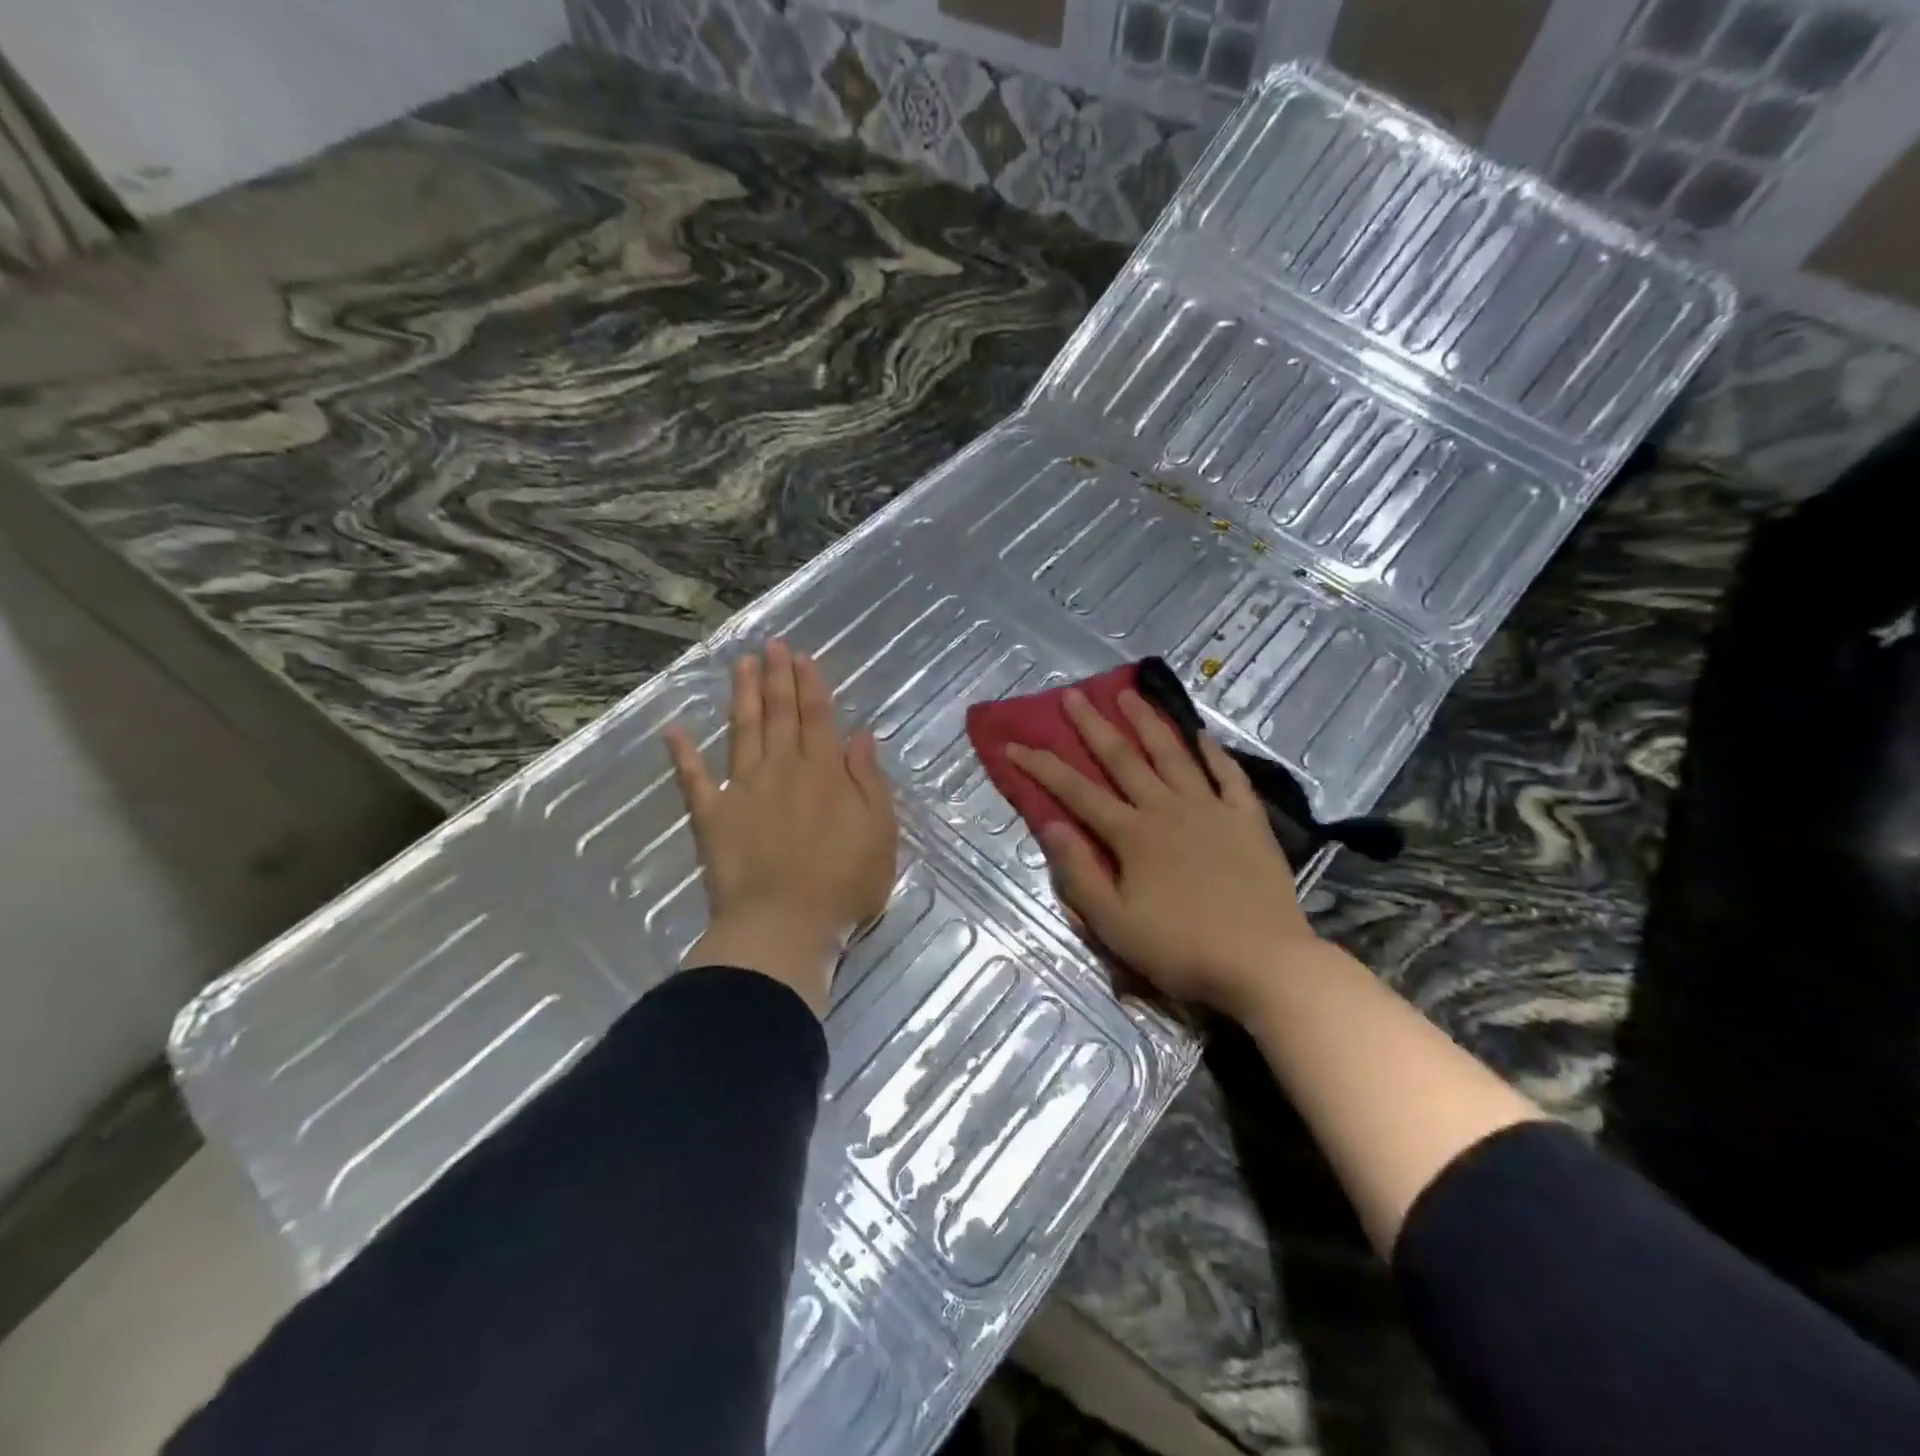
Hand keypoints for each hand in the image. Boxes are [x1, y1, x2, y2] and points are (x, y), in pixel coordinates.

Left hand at [664, 640, 897, 1015]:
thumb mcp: (879, 831)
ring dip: (742, 696)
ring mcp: (743, 789)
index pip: (817, 716)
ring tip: (740, 665)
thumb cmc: (844, 883)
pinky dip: (683, 754)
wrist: (784, 924)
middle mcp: (782, 769)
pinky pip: (694, 779)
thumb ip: (868, 780)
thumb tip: (860, 735)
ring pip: (743, 732)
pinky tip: (674, 730)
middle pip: (779, 714)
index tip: (801, 657)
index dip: (810, 684)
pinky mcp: (712, 816)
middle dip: (776, 677)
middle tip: (771, 645)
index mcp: (823, 772)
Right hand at [1006, 688, 1317, 1019]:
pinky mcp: (1247, 819)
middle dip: (1093, 725)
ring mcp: (1211, 809)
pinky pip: (1228, 775)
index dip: (1042, 766)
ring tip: (1129, 694)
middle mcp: (1167, 809)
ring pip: (1173, 754)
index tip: (1014, 744)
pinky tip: (1201, 735)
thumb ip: (1079, 872)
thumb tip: (1050, 824)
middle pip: (1123, 758)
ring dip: (1148, 721)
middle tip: (1073, 694)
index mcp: (1132, 835)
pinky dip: (1213, 752)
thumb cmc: (1181, 949)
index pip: (1076, 792)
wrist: (1264, 963)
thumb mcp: (1114, 924)